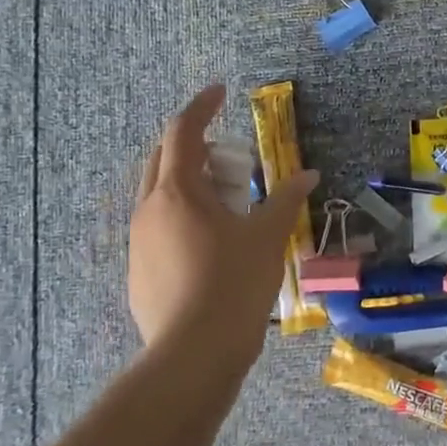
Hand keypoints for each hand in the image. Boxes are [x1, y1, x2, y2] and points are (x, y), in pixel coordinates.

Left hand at [128, 84, 317, 353]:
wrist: (194, 354)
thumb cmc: (235, 284)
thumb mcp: (268, 237)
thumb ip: (287, 200)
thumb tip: (308, 175)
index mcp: (177, 193)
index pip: (182, 131)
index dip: (201, 106)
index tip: (220, 92)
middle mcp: (149, 210)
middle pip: (163, 160)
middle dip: (195, 148)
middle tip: (231, 160)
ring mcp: (138, 244)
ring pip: (158, 196)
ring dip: (188, 186)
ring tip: (225, 205)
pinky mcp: (138, 273)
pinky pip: (157, 229)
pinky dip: (181, 219)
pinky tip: (210, 246)